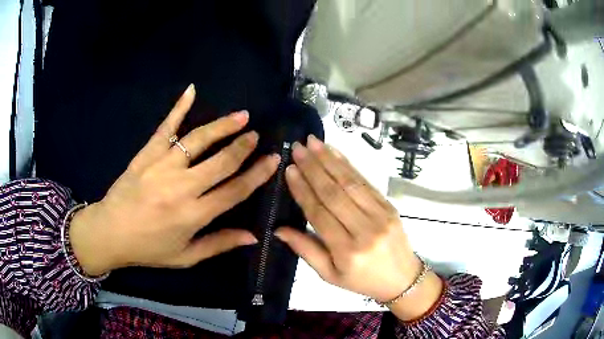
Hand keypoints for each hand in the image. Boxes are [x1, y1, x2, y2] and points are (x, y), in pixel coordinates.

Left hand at [70, 84, 280, 275]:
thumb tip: (253, 236)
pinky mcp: (146, 154)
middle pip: (221, 162)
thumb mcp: (186, 257)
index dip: (257, 174)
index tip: (272, 160)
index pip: (234, 191)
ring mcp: (162, 166)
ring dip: (222, 126)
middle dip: (243, 146)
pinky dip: (178, 107)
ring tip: (241, 116)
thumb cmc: (149, 249)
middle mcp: (181, 188)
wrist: (110, 232)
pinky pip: (166, 128)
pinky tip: (191, 90)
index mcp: (193, 215)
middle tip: (256, 135)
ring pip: (198, 140)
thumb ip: (219, 244)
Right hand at [276, 135, 442, 319]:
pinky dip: (349, 165)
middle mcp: (365, 230)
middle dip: (313, 167)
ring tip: (313, 143)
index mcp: (347, 251)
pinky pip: (366, 183)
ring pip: (351, 183)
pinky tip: (335, 152)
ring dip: (330, 160)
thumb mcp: (330, 275)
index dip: (303, 190)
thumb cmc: (362, 280)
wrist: (402, 278)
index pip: (319, 214)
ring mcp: (381, 215)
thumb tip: (279, 230)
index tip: (290, 170)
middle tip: (297, 148)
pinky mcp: (389, 206)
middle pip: (334, 193)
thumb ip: (306, 250)